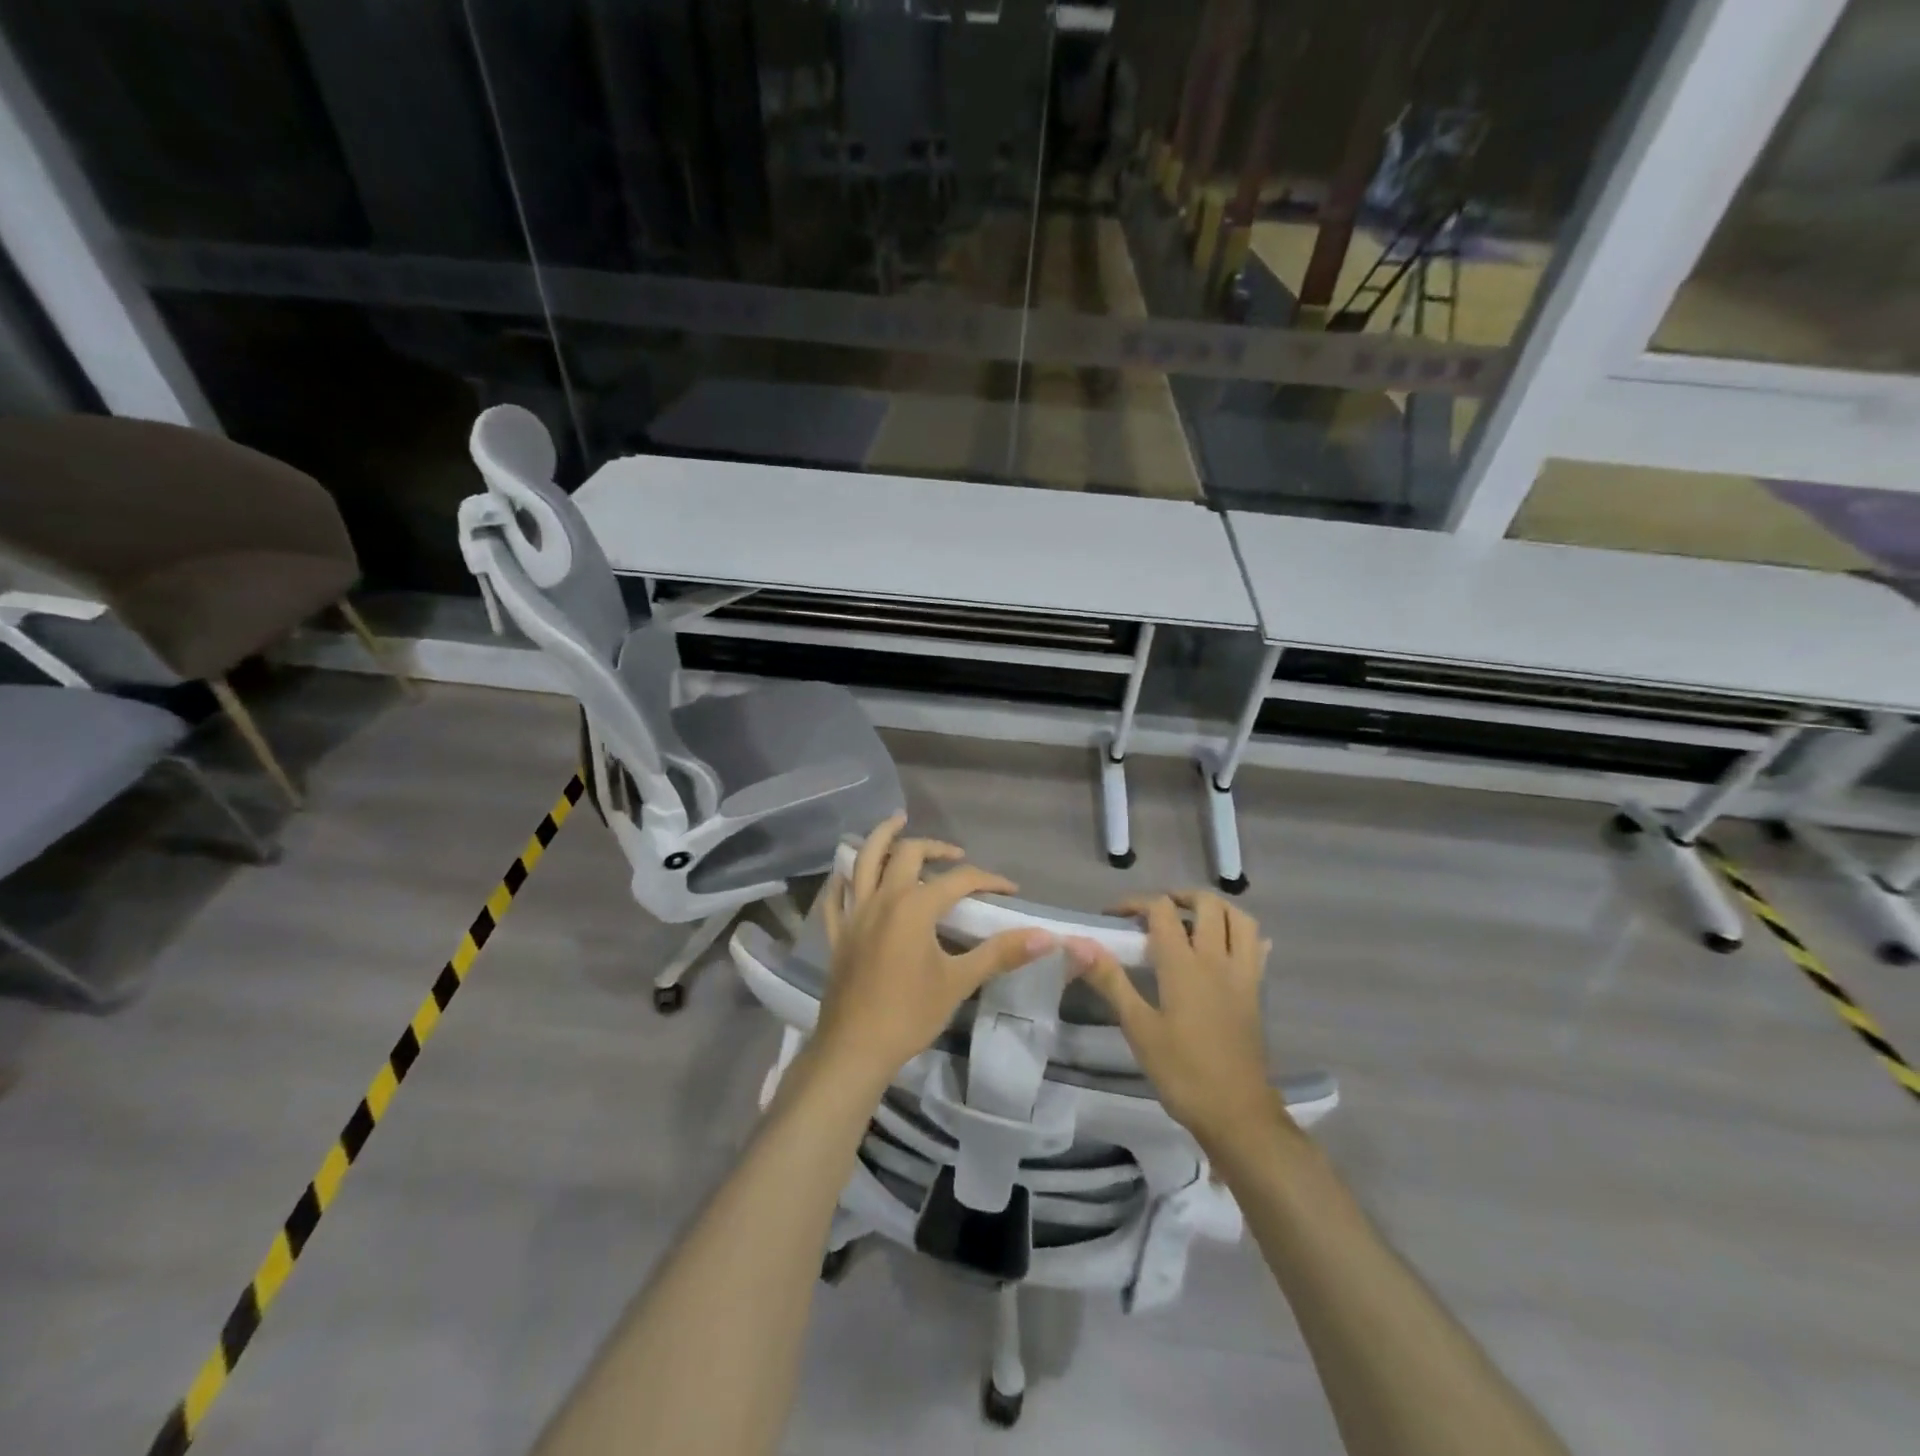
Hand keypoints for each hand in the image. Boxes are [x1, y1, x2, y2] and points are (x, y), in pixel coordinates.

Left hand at [812, 815, 1054, 1092]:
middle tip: (954, 854)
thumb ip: (1001, 953)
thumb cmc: (909, 1014)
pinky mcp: (838, 932)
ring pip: (864, 861)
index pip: (959, 880)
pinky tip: (849, 872)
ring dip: (882, 837)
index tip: (1010, 889)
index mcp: (914, 906)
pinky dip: (844, 877)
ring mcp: (854, 913)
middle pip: (907, 853)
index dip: (988, 880)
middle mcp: (882, 898)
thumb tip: (1045, 937)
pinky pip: (836, 895)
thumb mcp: (960, 981)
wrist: (855, 1048)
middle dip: (934, 847)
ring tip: (896, 821)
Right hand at [1067, 891, 1284, 1152]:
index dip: (1135, 903)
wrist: (1237, 1114)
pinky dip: (1243, 935)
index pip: (1161, 910)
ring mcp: (1243, 974)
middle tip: (1155, 913)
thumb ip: (1109, 980)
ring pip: (1240, 919)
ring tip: (1192, 920)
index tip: (1113, 917)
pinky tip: (1228, 945)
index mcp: (1184, 965)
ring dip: (1215, 909)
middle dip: (1178, 897)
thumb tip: (1076, 943)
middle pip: (1207, 904)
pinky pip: (1257, 948)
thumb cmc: (1182, 1071)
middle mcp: (1217, 959)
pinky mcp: (1256, 992)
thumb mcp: (1138, 1027)